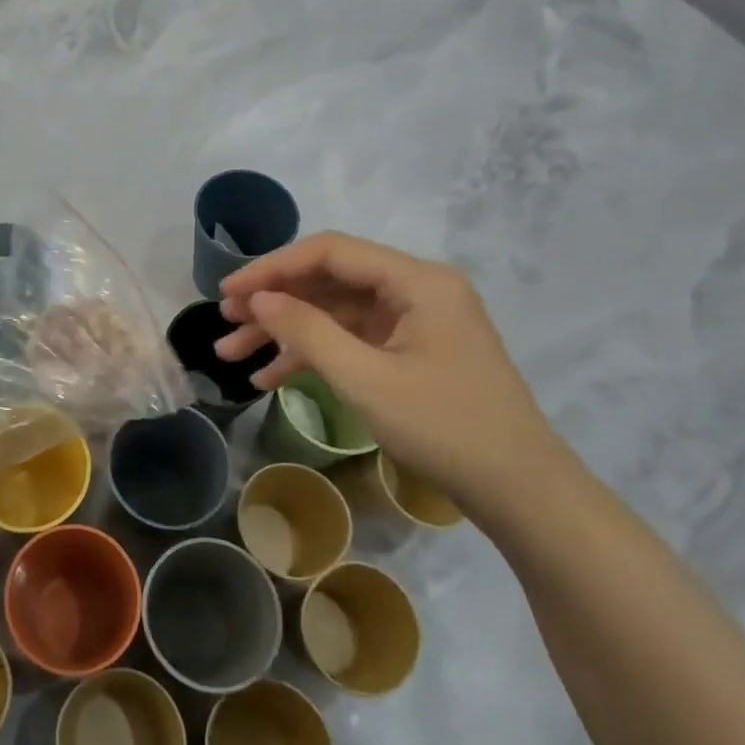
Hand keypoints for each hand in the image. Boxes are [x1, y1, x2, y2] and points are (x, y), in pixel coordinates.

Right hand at [214, 232, 573, 505]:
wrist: (519, 491)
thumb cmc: (445, 428)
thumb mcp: (365, 379)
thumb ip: (307, 331)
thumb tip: (257, 299)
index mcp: (417, 281)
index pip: (329, 253)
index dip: (272, 268)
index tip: (227, 292)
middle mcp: (416, 289)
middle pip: (328, 281)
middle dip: (273, 303)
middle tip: (225, 324)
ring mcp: (414, 321)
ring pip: (333, 313)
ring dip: (284, 332)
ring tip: (232, 355)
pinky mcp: (410, 351)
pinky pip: (350, 340)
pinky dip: (312, 355)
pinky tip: (270, 377)